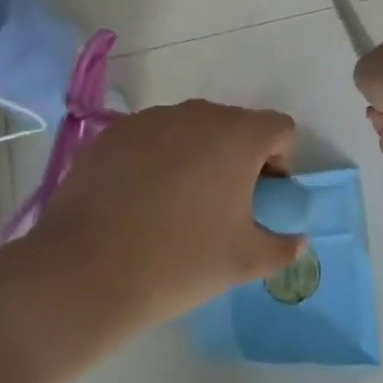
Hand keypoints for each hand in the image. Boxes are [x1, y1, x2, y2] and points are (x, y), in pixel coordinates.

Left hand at [30, 100, 304, 338]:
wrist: (87, 269)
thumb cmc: (180, 261)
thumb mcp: (244, 262)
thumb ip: (281, 246)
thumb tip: (295, 240)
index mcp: (237, 135)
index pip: (279, 128)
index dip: (280, 162)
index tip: (262, 199)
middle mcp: (197, 113)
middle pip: (234, 126)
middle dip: (237, 159)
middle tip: (222, 207)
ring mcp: (152, 118)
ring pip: (190, 130)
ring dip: (195, 157)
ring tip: (175, 207)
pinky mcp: (114, 132)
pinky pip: (151, 138)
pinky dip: (156, 160)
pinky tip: (138, 202)